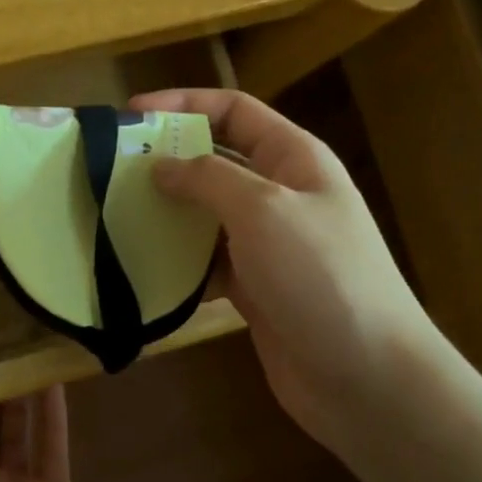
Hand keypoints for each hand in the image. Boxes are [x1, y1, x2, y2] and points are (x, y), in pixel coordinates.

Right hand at [132, 88, 436, 455]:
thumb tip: (163, 166)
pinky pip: (207, 261)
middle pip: (216, 160)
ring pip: (207, 213)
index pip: (233, 110)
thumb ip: (209, 178)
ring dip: (167, 213)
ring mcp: (268, 243)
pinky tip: (144, 269)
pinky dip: (179, 262)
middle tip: (112, 169)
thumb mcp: (263, 210)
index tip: (130, 116)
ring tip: (116, 216)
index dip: (183, 103)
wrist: (369, 378)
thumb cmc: (320, 275)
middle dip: (167, 160)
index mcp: (293, 158)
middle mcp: (280, 192)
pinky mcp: (255, 287)